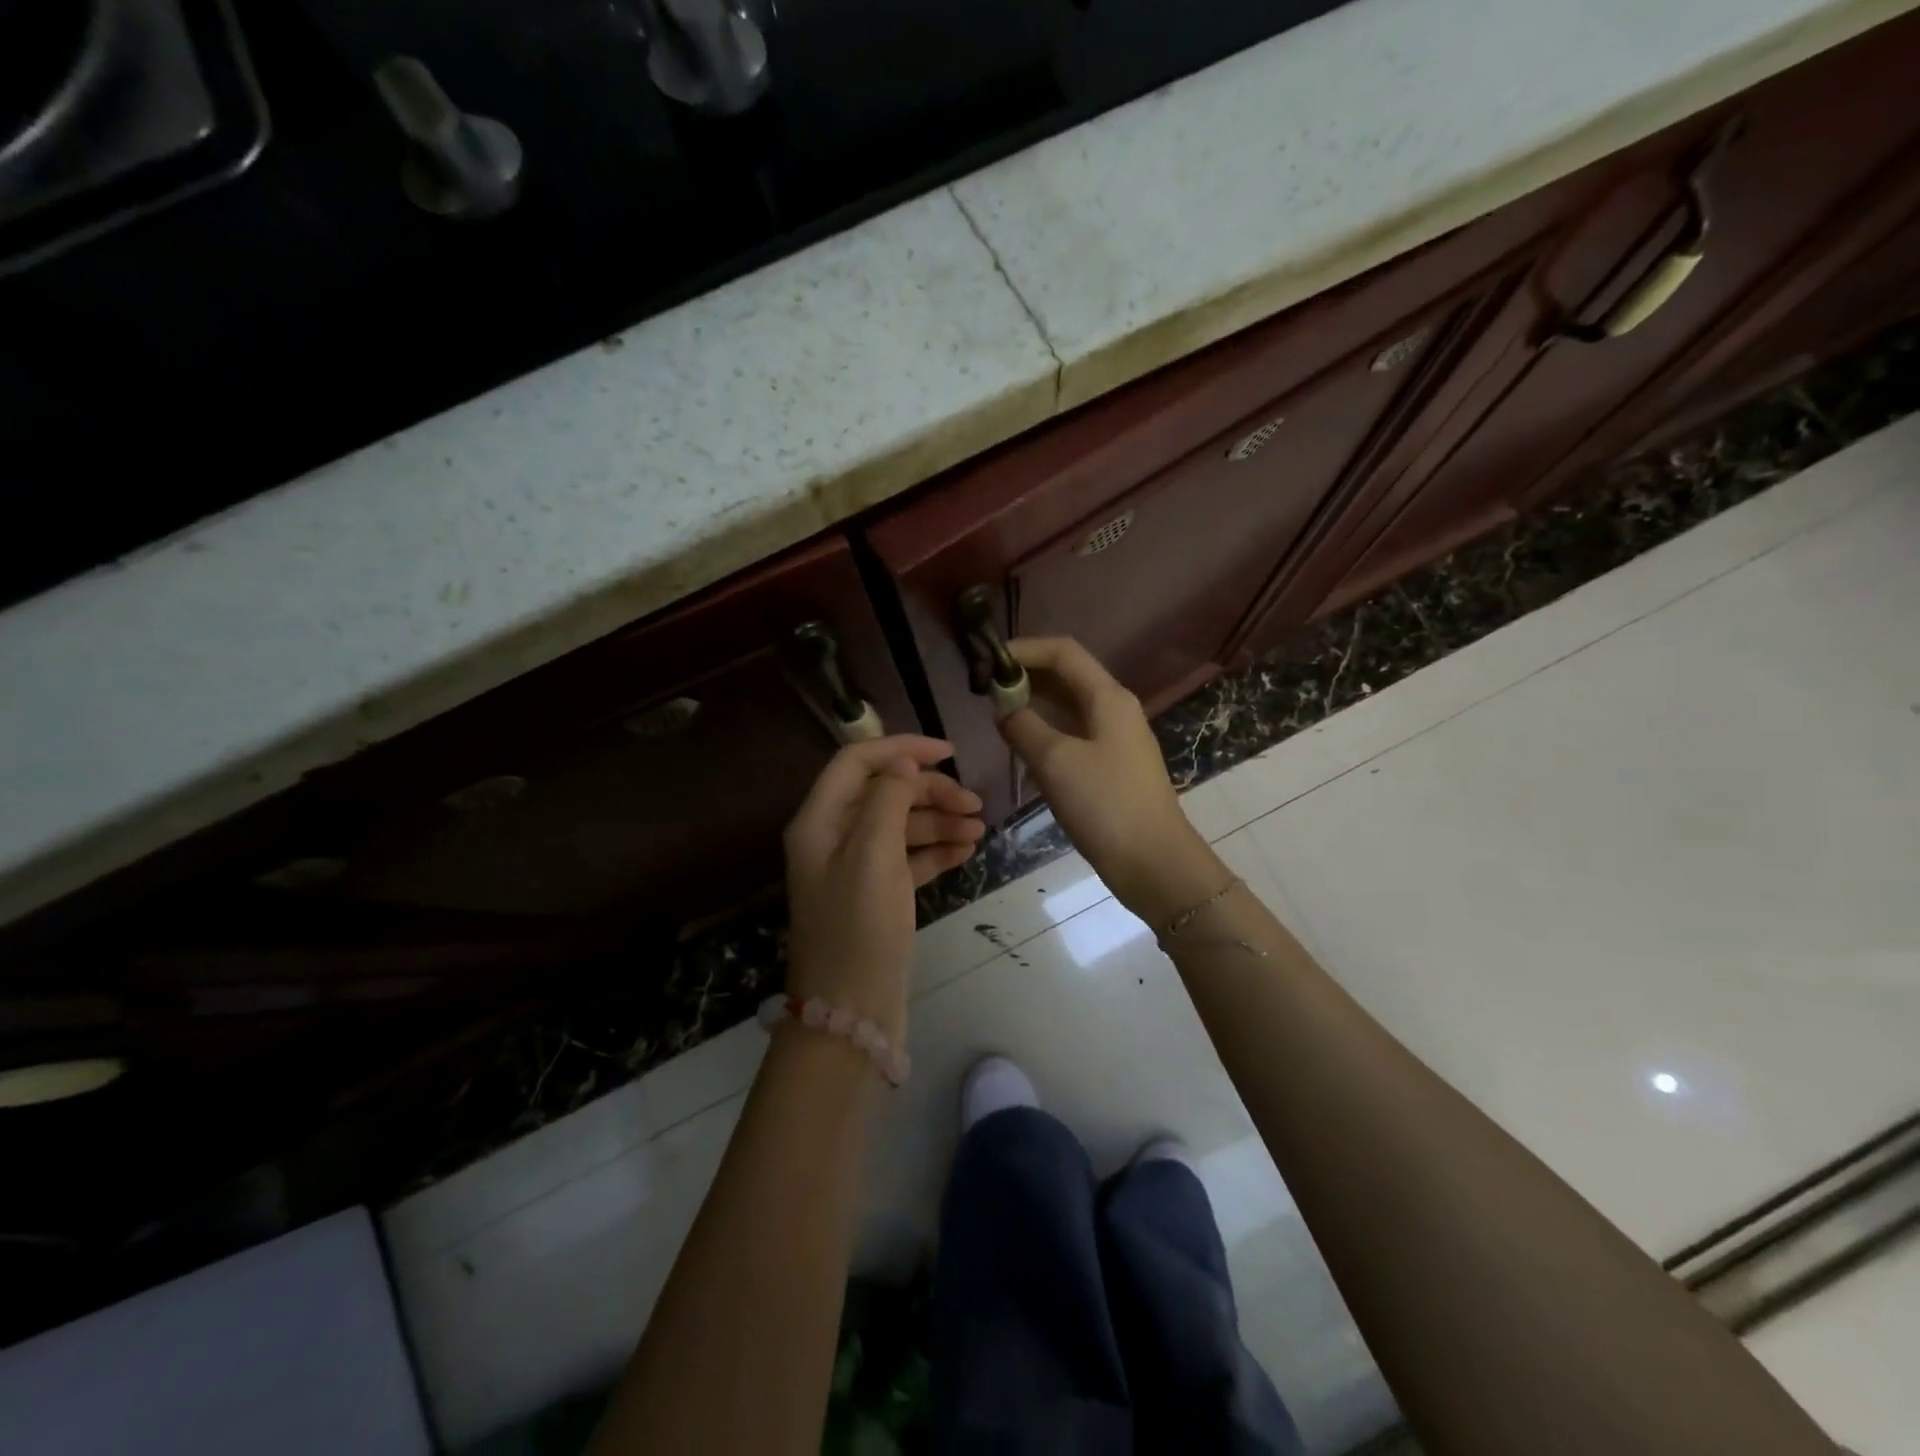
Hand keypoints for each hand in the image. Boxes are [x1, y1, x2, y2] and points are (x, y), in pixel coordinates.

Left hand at [783, 736, 984, 1041]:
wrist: (851, 1013)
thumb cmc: (859, 928)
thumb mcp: (872, 855)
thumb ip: (887, 799)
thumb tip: (903, 761)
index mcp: (820, 820)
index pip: (858, 761)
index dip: (903, 749)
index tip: (950, 753)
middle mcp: (833, 837)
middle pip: (884, 792)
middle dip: (929, 791)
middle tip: (974, 804)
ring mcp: (855, 868)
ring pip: (900, 826)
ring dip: (939, 821)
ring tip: (979, 830)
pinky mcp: (877, 895)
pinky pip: (908, 858)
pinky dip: (936, 850)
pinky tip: (967, 851)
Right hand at [997, 638, 1223, 923]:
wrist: (1153, 862)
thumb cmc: (1105, 805)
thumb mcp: (1055, 761)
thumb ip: (1022, 726)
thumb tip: (1002, 707)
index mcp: (1107, 697)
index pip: (1062, 652)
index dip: (1023, 649)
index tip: (986, 663)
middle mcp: (1114, 709)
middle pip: (1066, 676)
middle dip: (1025, 676)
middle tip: (985, 690)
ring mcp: (1115, 739)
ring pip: (1068, 706)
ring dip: (1033, 703)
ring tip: (996, 714)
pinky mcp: (1111, 766)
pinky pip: (1072, 733)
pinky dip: (1045, 730)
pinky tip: (1022, 744)